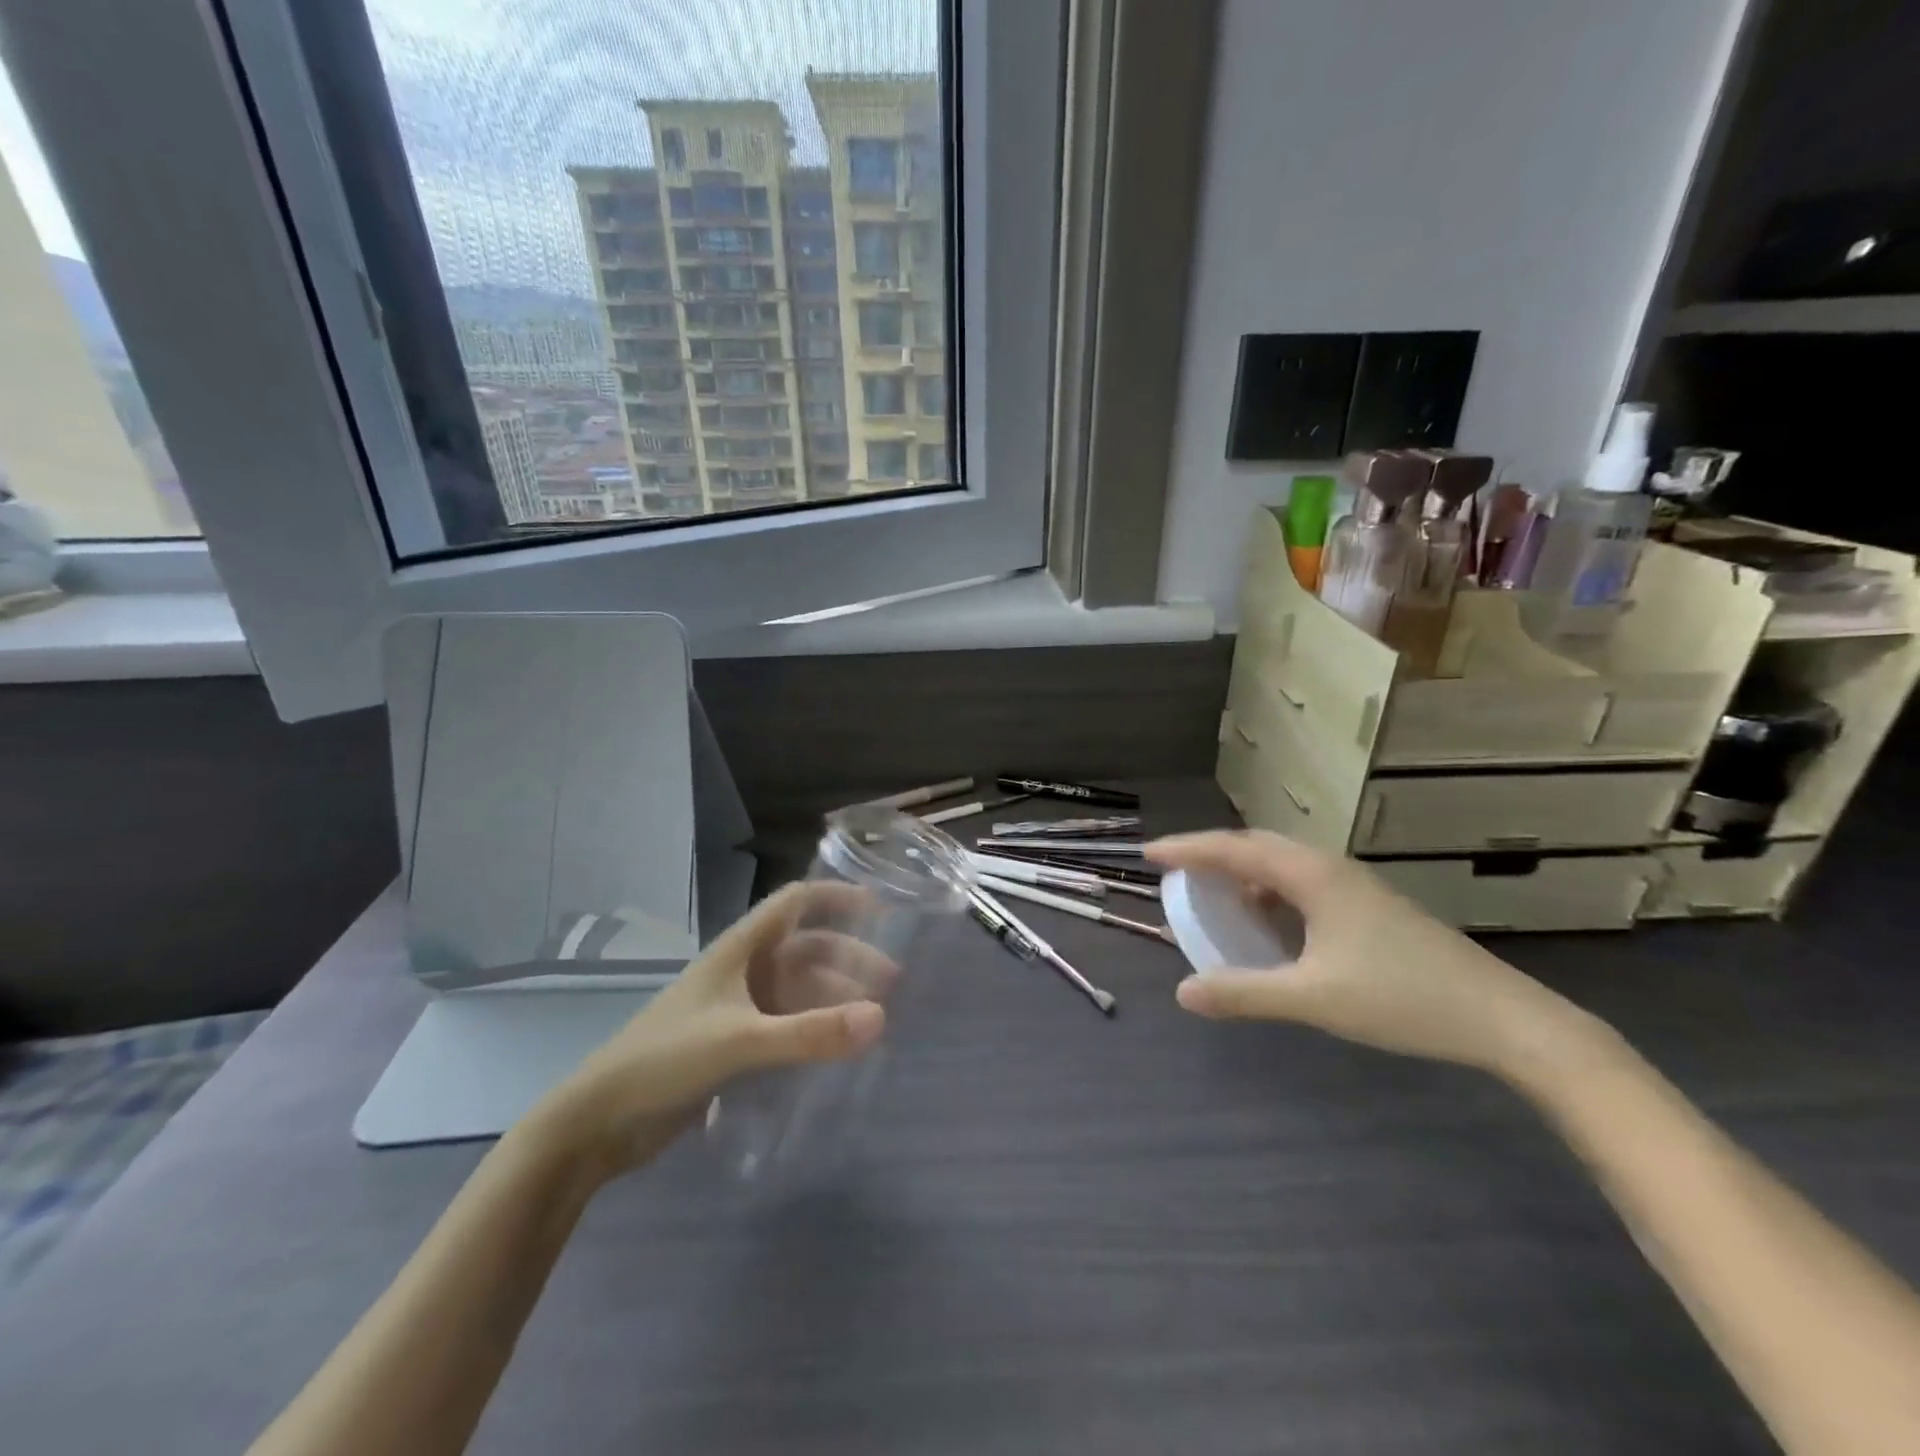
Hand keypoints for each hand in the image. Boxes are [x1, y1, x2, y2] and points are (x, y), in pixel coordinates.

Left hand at [540, 882, 892, 1175]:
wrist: (599, 1122)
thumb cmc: (665, 1060)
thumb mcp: (740, 1041)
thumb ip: (810, 1032)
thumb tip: (881, 1018)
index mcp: (739, 949)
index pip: (794, 903)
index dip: (835, 898)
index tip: (880, 908)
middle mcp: (742, 971)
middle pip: (805, 950)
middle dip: (848, 959)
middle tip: (891, 983)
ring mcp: (736, 1008)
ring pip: (798, 990)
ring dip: (834, 997)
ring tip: (873, 1019)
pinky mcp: (732, 1045)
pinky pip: (786, 1025)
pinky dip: (814, 1029)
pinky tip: (837, 1049)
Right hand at [1148, 830, 1603, 1081]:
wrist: (1503, 1018)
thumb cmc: (1401, 997)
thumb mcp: (1313, 997)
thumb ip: (1244, 993)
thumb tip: (1182, 992)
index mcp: (1312, 876)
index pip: (1234, 848)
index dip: (1187, 849)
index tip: (1148, 853)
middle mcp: (1330, 869)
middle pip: (1257, 846)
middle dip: (1212, 855)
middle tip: (1176, 873)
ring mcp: (1355, 887)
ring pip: (1284, 864)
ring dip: (1244, 874)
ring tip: (1216, 898)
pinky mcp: (1370, 908)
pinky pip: (1303, 885)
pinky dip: (1271, 894)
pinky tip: (1270, 926)